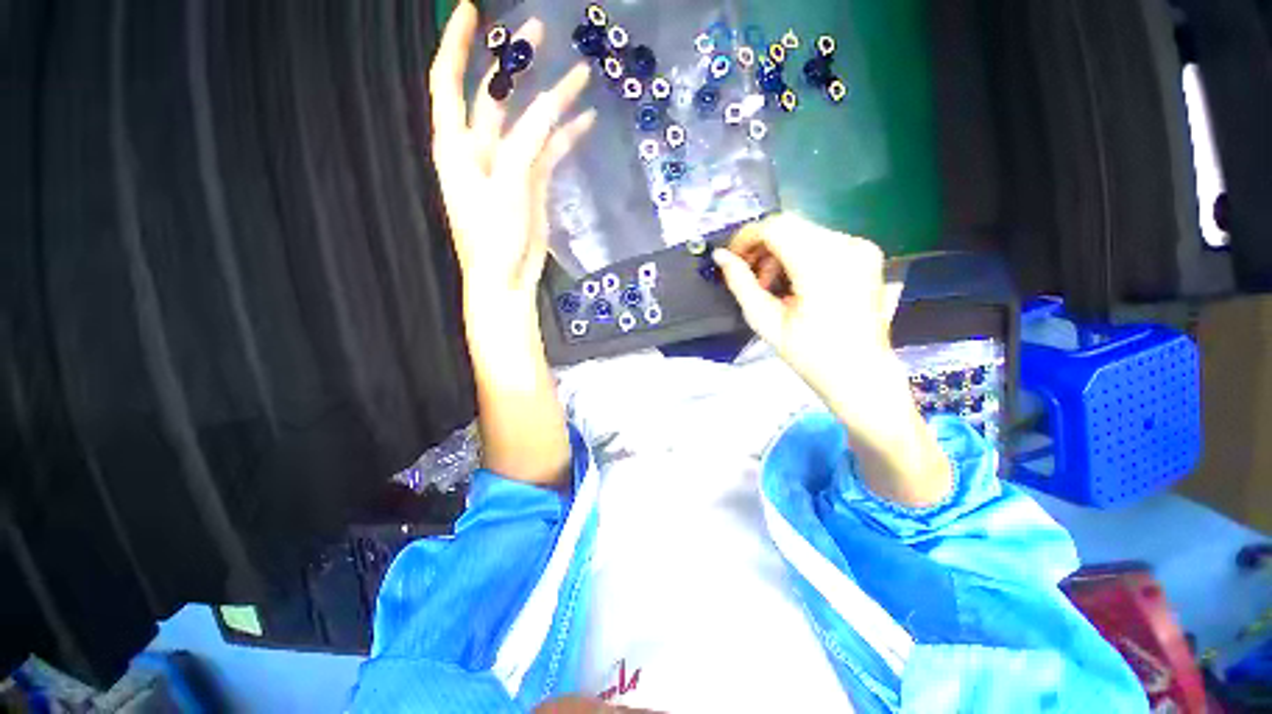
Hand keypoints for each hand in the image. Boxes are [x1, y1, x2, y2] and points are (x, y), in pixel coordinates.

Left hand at [429, 0, 595, 301]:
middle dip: (514, 62)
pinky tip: (585, 121)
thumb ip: (526, 143)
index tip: (471, 9)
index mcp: (456, 144)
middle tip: (538, 29)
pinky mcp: (532, 183)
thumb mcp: (507, 186)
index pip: (448, 81)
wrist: (507, 279)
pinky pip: (549, 152)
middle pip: (495, 94)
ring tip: (578, 72)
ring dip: (551, 100)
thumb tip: (551, 106)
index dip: (456, 43)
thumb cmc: (493, 237)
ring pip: (529, 122)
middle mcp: (480, 148)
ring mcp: (510, 165)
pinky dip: (565, 137)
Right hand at [713, 214, 903, 408]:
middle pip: (790, 225)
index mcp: (822, 266)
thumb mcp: (766, 322)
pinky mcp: (866, 252)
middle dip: (761, 246)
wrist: (860, 373)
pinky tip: (793, 281)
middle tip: (750, 277)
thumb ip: (741, 284)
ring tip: (771, 284)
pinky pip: (821, 240)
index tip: (732, 259)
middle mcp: (847, 246)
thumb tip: (721, 257)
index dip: (746, 237)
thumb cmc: (810, 355)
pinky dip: (799, 253)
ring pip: (804, 231)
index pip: (775, 227)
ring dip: (779, 251)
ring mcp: (861, 247)